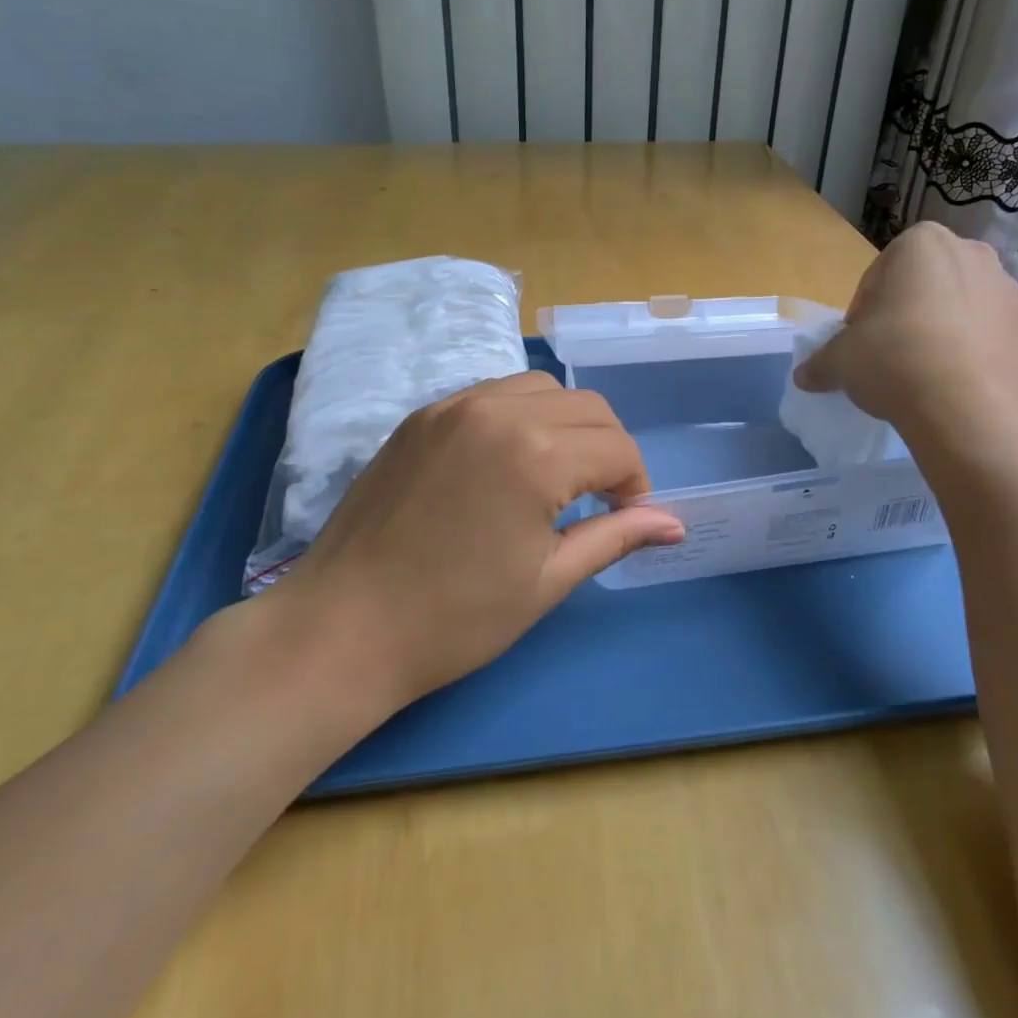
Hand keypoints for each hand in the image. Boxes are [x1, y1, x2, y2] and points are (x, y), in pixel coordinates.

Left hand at [264, 372, 683, 720]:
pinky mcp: (423, 414)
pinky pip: (494, 394)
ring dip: (568, 424)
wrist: (342, 628)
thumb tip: (675, 524)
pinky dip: (521, 415)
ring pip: (542, 389)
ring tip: (556, 475)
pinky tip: (509, 460)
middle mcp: (499, 410)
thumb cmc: (454, 619)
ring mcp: (454, 406)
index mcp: (537, 454)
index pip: (617, 449)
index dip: (634, 486)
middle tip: (599, 500)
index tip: (625, 519)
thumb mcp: (548, 581)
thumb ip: (616, 538)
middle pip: (588, 407)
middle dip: (609, 450)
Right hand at [795, 222, 1017, 452]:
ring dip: (941, 331)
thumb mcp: (841, 361)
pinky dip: (972, 351)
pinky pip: (989, 334)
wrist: (969, 407)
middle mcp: (970, 253)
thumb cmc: (894, 360)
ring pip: (959, 307)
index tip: (860, 345)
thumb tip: (804, 376)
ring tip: (925, 375)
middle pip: (923, 286)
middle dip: (906, 315)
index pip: (878, 277)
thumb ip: (821, 362)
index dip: (863, 313)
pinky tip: (955, 384)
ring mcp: (1007, 289)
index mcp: (921, 244)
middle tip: (889, 357)